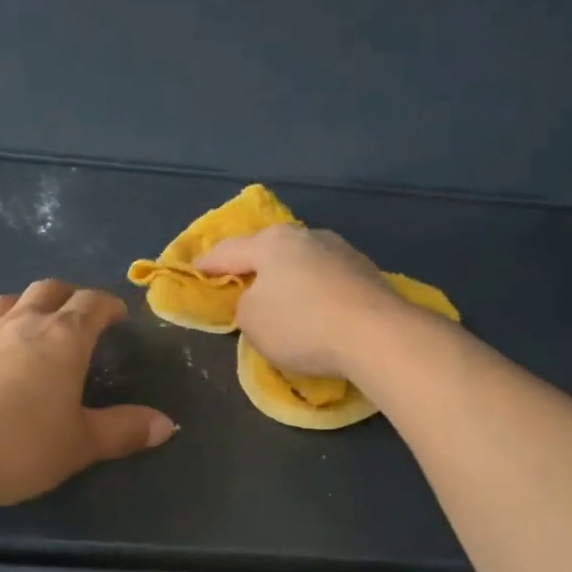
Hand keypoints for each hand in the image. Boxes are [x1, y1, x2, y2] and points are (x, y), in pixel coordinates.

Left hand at [0, 280, 175, 511]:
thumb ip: (124, 431)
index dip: (108, 305)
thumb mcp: (80, 446)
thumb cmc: (15, 448)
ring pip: (6, 299)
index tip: (118, 314)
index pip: (91, 306)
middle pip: (48, 292)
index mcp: (62, 341)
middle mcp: (20, 325)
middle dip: (69, 296)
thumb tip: (167, 425)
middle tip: (79, 313)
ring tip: (34, 312)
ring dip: (25, 300)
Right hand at [193, 225, 412, 376]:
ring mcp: (343, 252)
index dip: (208, 264)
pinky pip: (329, 282)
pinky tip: (317, 312)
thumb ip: (245, 306)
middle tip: (242, 283)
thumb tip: (260, 299)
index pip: (229, 251)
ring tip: (283, 302)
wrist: (377, 335)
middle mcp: (308, 237)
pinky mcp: (368, 274)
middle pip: (271, 251)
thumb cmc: (301, 324)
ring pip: (304, 264)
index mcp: (272, 242)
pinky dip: (317, 294)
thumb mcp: (252, 321)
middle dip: (255, 266)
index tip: (195, 270)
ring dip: (290, 281)